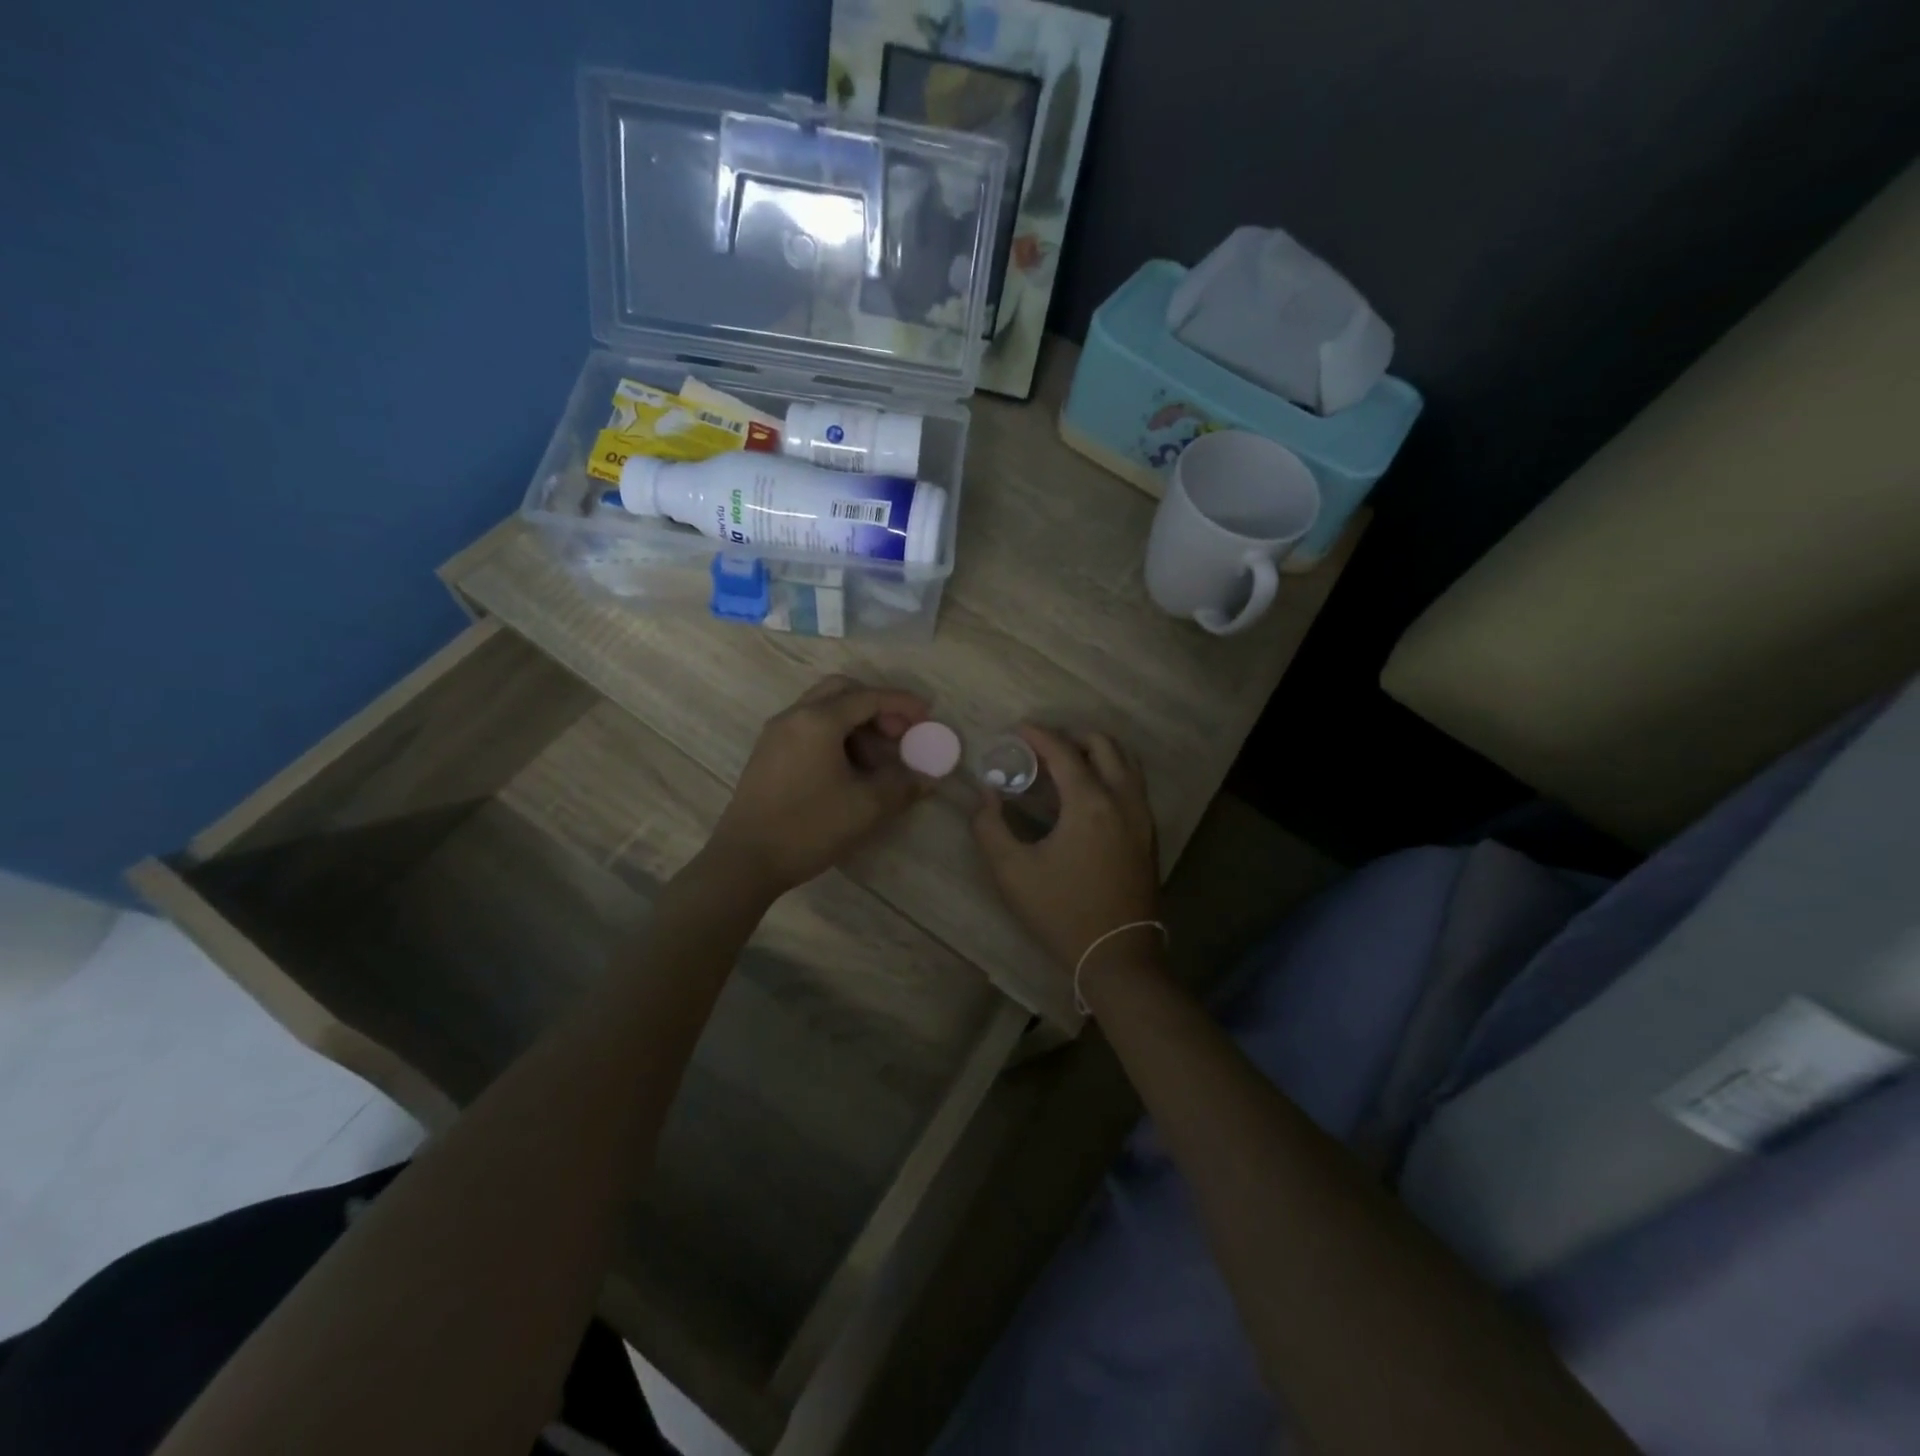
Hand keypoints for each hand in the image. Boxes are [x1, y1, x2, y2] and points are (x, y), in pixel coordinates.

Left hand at [706, 676, 933, 897]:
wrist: (745, 861)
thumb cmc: (808, 827)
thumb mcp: (866, 807)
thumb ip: (902, 785)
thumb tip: (929, 778)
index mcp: (818, 720)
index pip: (869, 697)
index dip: (902, 704)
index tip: (928, 716)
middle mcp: (794, 716)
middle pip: (842, 691)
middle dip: (876, 707)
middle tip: (898, 734)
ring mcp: (776, 734)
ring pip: (823, 710)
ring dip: (855, 724)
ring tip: (877, 760)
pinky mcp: (767, 754)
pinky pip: (808, 729)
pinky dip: (834, 736)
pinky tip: (848, 770)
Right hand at [971, 726, 1160, 976]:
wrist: (1117, 955)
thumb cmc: (1061, 912)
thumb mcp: (1012, 872)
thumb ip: (990, 827)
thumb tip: (986, 795)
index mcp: (1090, 803)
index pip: (1063, 751)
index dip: (1038, 735)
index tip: (1018, 729)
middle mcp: (1123, 800)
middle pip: (1104, 744)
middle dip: (1072, 736)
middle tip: (1043, 747)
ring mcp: (1143, 817)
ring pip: (1126, 762)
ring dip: (1097, 752)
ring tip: (1067, 764)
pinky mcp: (1150, 835)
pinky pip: (1134, 785)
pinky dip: (1112, 773)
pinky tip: (1088, 795)